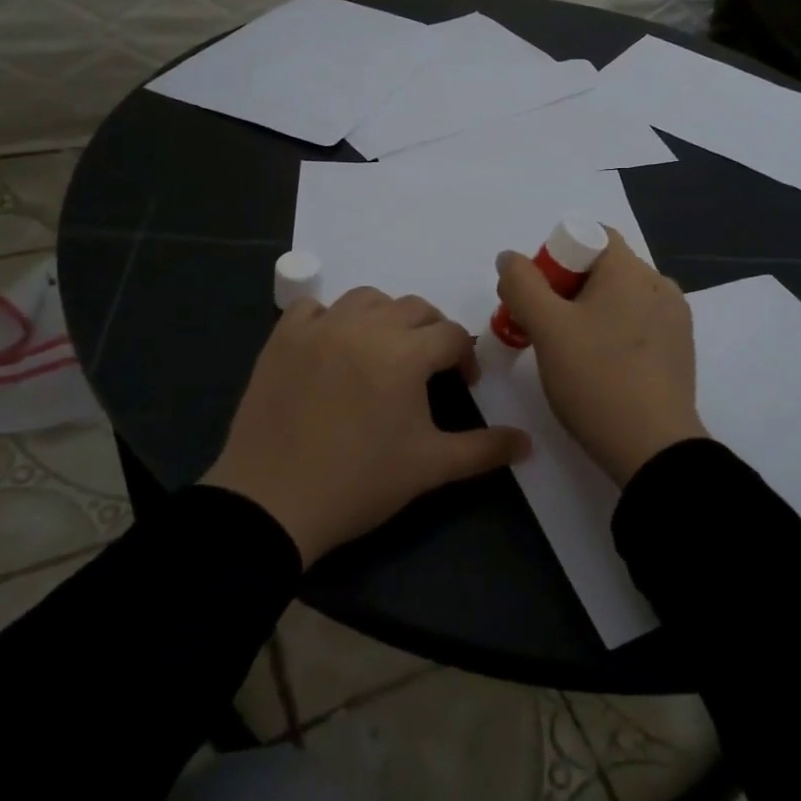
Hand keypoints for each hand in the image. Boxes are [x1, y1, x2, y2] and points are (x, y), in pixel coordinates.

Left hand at [203, 288, 529, 564]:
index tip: (462, 385)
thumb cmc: (360, 483)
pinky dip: (330, 317)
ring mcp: (320, 327)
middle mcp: (365, 326)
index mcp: (405, 353)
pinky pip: (314, 308)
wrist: (272, 502)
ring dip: (386, 317)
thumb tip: (528, 442)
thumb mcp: (430, 467)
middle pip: (415, 308)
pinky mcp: (283, 338)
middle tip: (428, 368)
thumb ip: (484, 449)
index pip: (451, 335)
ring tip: (383, 351)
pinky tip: (333, 346)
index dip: (465, 357)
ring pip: (367, 299)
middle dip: (431, 332)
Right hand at [496, 231, 704, 485]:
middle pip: (603, 269)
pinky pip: (638, 326)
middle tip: (541, 328)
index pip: (590, 236)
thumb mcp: (547, 328)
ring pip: (619, 300)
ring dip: (588, 314)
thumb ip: (522, 284)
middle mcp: (659, 285)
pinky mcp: (680, 352)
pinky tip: (597, 369)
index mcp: (631, 270)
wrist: (654, 450)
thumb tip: (510, 258)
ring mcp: (675, 320)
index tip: (537, 296)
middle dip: (566, 290)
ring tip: (567, 353)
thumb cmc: (596, 378)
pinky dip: (612, 335)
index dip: (556, 257)